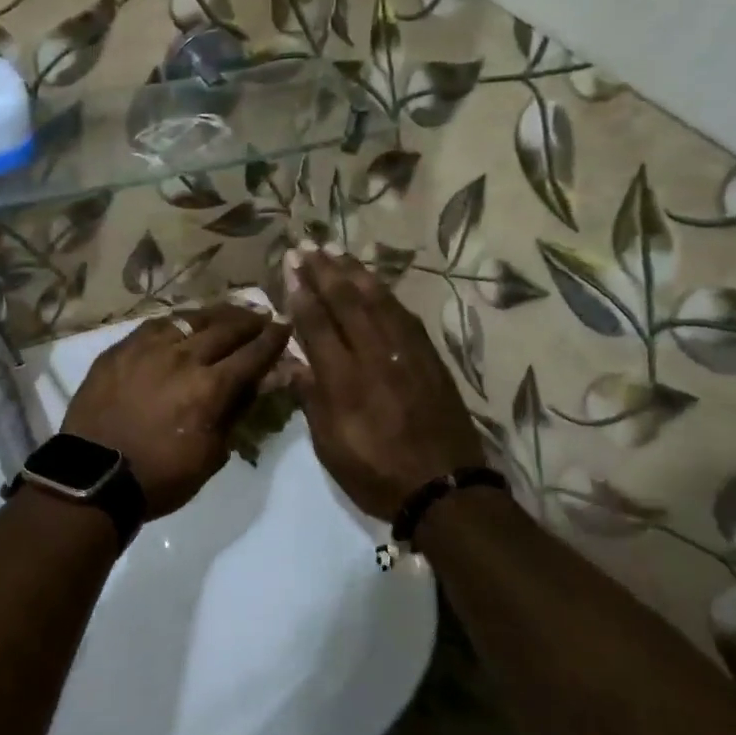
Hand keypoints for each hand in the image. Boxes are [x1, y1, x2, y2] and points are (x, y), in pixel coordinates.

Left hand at [62, 303, 290, 518]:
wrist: (94, 476)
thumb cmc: (160, 476)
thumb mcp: (211, 455)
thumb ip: (235, 413)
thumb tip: (258, 384)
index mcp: (210, 388)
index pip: (252, 355)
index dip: (273, 339)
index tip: (285, 326)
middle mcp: (183, 358)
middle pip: (225, 329)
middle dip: (249, 321)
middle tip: (261, 315)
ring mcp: (147, 349)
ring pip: (190, 320)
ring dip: (215, 315)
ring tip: (228, 312)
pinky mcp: (120, 349)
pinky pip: (155, 325)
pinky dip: (177, 322)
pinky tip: (183, 322)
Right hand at [284, 249, 485, 519]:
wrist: (445, 488)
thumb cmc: (376, 473)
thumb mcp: (330, 446)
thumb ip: (311, 399)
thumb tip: (291, 362)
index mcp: (345, 381)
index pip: (318, 325)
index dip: (302, 293)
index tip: (290, 267)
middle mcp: (375, 357)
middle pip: (347, 303)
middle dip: (324, 271)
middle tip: (306, 246)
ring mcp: (407, 354)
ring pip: (378, 301)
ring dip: (355, 273)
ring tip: (337, 251)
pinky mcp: (430, 358)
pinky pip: (404, 315)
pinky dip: (386, 293)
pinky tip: (376, 283)